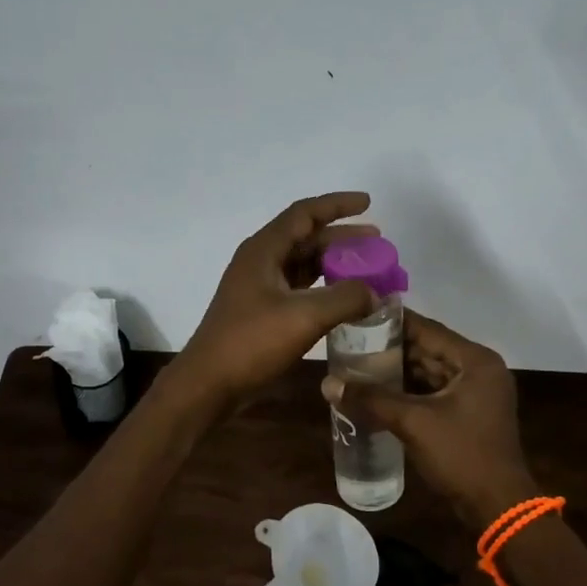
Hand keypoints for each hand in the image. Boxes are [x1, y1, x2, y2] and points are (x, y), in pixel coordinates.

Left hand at [165, 193, 380, 414]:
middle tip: (377, 243)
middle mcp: (260, 261)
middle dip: (342, 237)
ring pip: (303, 263)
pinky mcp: (262, 310)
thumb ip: (345, 298)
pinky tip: (344, 298)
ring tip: (367, 269)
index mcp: (264, 250)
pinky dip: (324, 287)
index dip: (337, 205)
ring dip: (334, 263)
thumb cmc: (251, 342)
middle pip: (306, 237)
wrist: (209, 383)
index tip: (368, 202)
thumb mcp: (304, 316)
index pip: (304, 214)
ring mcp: (259, 286)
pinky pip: (299, 287)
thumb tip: (375, 292)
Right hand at [320, 310, 534, 529]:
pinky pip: (433, 392)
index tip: (358, 314)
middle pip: (428, 349)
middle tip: (350, 342)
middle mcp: (479, 369)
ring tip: (357, 365)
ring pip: (429, 372)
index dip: (391, 322)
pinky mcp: (469, 413)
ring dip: (397, 371)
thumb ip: (371, 399)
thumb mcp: (413, 423)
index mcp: (475, 360)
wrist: (498, 508)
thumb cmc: (461, 455)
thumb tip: (328, 384)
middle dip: (390, 349)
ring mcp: (476, 393)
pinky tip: (377, 393)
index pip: (427, 329)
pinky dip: (409, 392)